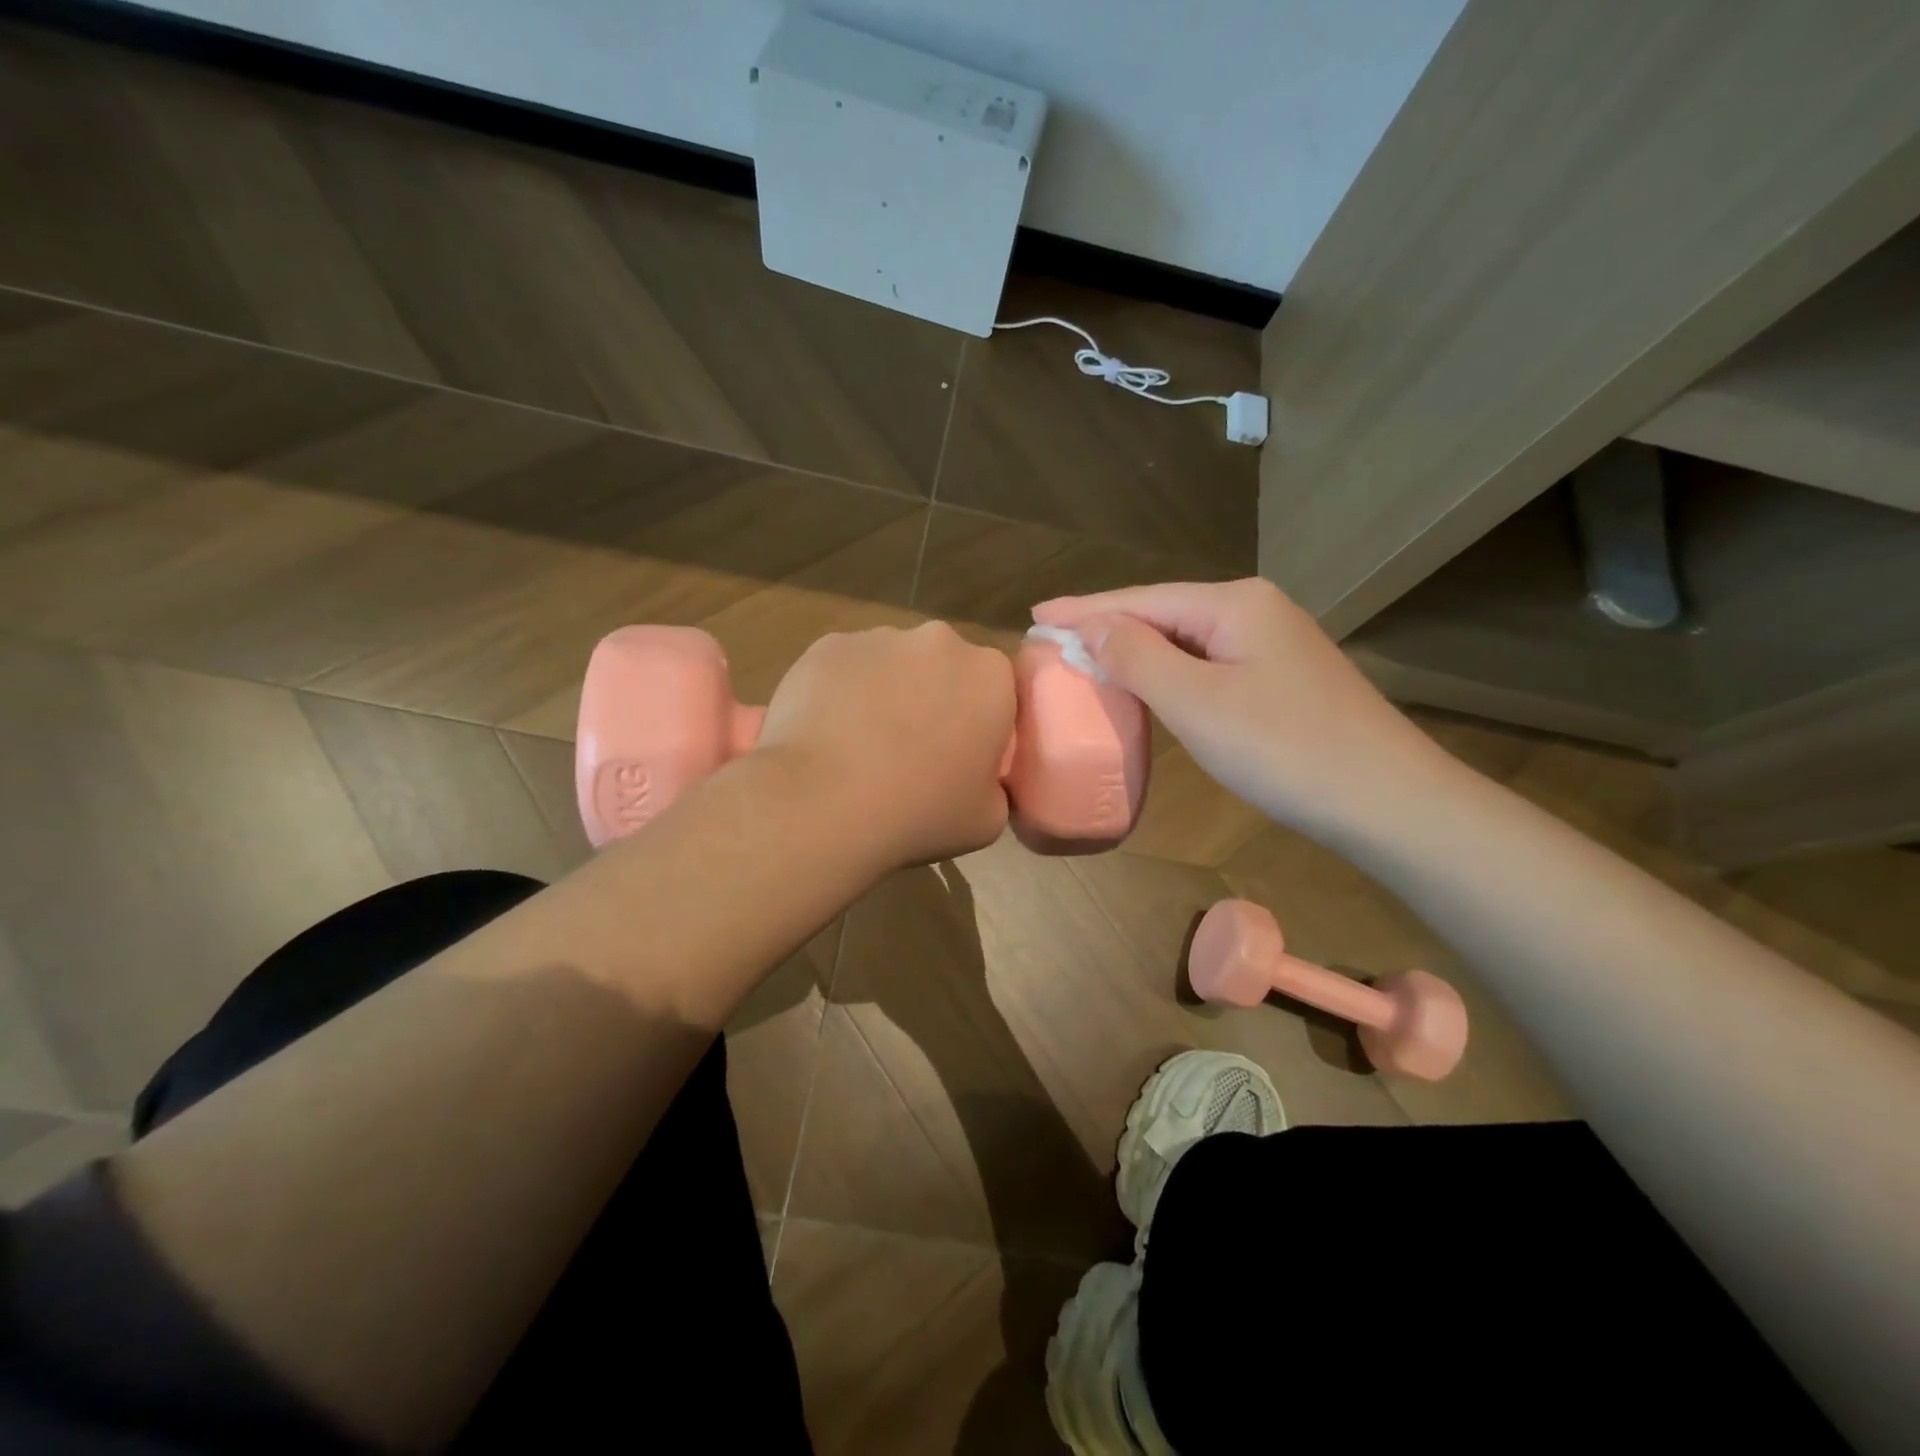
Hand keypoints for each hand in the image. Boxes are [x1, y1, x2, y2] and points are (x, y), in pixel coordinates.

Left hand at [758, 621, 1016, 869]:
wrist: (824, 802)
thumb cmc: (919, 812)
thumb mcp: (987, 819)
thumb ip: (994, 784)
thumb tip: (977, 776)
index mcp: (990, 676)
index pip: (996, 691)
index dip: (978, 724)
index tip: (960, 758)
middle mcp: (940, 641)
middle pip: (943, 668)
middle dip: (932, 698)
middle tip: (910, 750)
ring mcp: (880, 638)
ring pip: (891, 664)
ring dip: (885, 693)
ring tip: (859, 745)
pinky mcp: (828, 645)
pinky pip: (844, 668)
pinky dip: (840, 692)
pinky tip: (825, 734)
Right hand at [1032, 579, 1447, 840]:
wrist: (1387, 801)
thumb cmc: (1284, 748)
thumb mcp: (1196, 702)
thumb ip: (1137, 658)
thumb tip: (1094, 626)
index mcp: (1233, 604)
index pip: (1140, 599)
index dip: (1084, 608)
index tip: (1034, 613)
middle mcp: (1254, 611)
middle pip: (1162, 613)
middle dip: (1107, 626)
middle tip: (1053, 639)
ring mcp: (1272, 645)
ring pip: (1184, 640)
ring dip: (1135, 650)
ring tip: (1086, 658)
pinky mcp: (1280, 679)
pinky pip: (1206, 665)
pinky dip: (1167, 674)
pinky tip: (1148, 684)